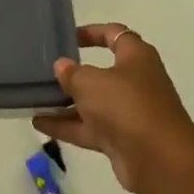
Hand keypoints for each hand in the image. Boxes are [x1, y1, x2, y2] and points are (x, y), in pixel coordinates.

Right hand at [32, 24, 193, 193]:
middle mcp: (134, 82)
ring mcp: (128, 113)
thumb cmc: (127, 106)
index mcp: (136, 57)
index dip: (92, 32)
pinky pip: (88, 128)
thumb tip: (62, 66)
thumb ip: (72, 73)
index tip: (66, 36)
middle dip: (73, 73)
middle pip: (101, 72)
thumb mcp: (92, 82)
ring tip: (33, 99)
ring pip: (92, 103)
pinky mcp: (121, 140)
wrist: (160, 161)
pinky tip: (38, 123)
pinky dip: (66, 125)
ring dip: (65, 103)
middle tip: (44, 71)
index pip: (114, 35)